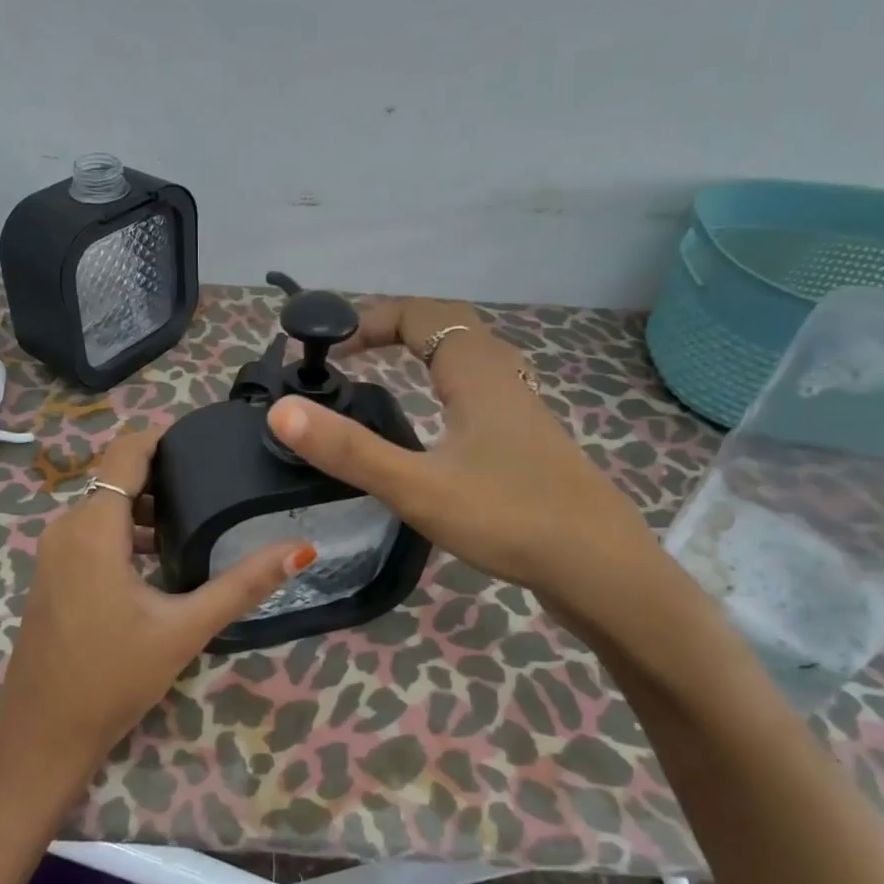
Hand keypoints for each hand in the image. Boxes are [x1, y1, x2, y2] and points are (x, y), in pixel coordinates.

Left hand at [0, 427, 315, 780]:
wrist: (42, 736)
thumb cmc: (112, 678)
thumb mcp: (184, 629)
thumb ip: (242, 584)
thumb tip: (300, 548)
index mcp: (93, 527)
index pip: (127, 452)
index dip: (165, 437)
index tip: (209, 440)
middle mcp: (66, 528)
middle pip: (118, 477)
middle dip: (165, 474)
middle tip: (218, 482)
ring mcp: (54, 553)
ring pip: (105, 506)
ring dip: (148, 507)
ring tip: (200, 520)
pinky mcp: (53, 575)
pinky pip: (93, 532)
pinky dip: (127, 531)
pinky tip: (163, 558)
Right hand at [265, 298, 681, 633]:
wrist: (601, 568)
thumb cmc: (509, 518)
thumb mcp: (418, 487)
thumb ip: (350, 451)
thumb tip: (282, 411)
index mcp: (476, 372)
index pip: (418, 314)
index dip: (367, 320)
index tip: (327, 348)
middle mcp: (502, 377)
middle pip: (447, 325)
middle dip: (394, 326)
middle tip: (350, 353)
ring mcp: (520, 408)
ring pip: (468, 356)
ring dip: (423, 350)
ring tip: (383, 374)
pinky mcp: (528, 439)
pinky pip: (479, 387)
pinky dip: (445, 381)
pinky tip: (437, 420)